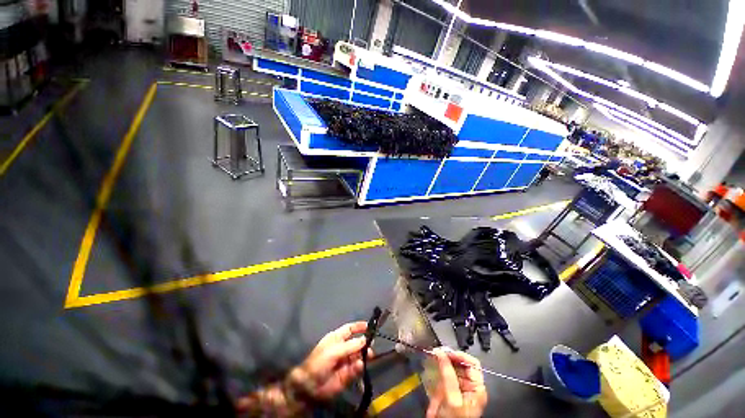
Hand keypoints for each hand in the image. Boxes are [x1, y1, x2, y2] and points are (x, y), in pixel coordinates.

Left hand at [288, 321, 371, 400]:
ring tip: (369, 356)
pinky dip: (359, 366)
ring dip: (364, 355)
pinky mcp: (348, 374)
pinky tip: (359, 366)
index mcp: (337, 338)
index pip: (350, 329)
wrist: (310, 387)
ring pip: (359, 355)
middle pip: (357, 342)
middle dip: (364, 343)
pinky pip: (357, 368)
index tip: (370, 327)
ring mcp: (346, 361)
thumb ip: (350, 346)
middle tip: (371, 345)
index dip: (359, 327)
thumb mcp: (333, 351)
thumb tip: (365, 339)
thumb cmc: (319, 363)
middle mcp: (343, 348)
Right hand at [426, 348, 487, 417]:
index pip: (472, 364)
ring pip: (451, 369)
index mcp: (477, 388)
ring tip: (433, 361)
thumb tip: (440, 352)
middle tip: (436, 354)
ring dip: (442, 365)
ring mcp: (459, 389)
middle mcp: (470, 387)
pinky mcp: (449, 392)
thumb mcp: (452, 397)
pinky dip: (438, 374)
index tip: (445, 351)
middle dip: (448, 359)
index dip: (460, 355)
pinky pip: (444, 378)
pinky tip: (432, 371)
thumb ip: (448, 374)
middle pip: (461, 365)